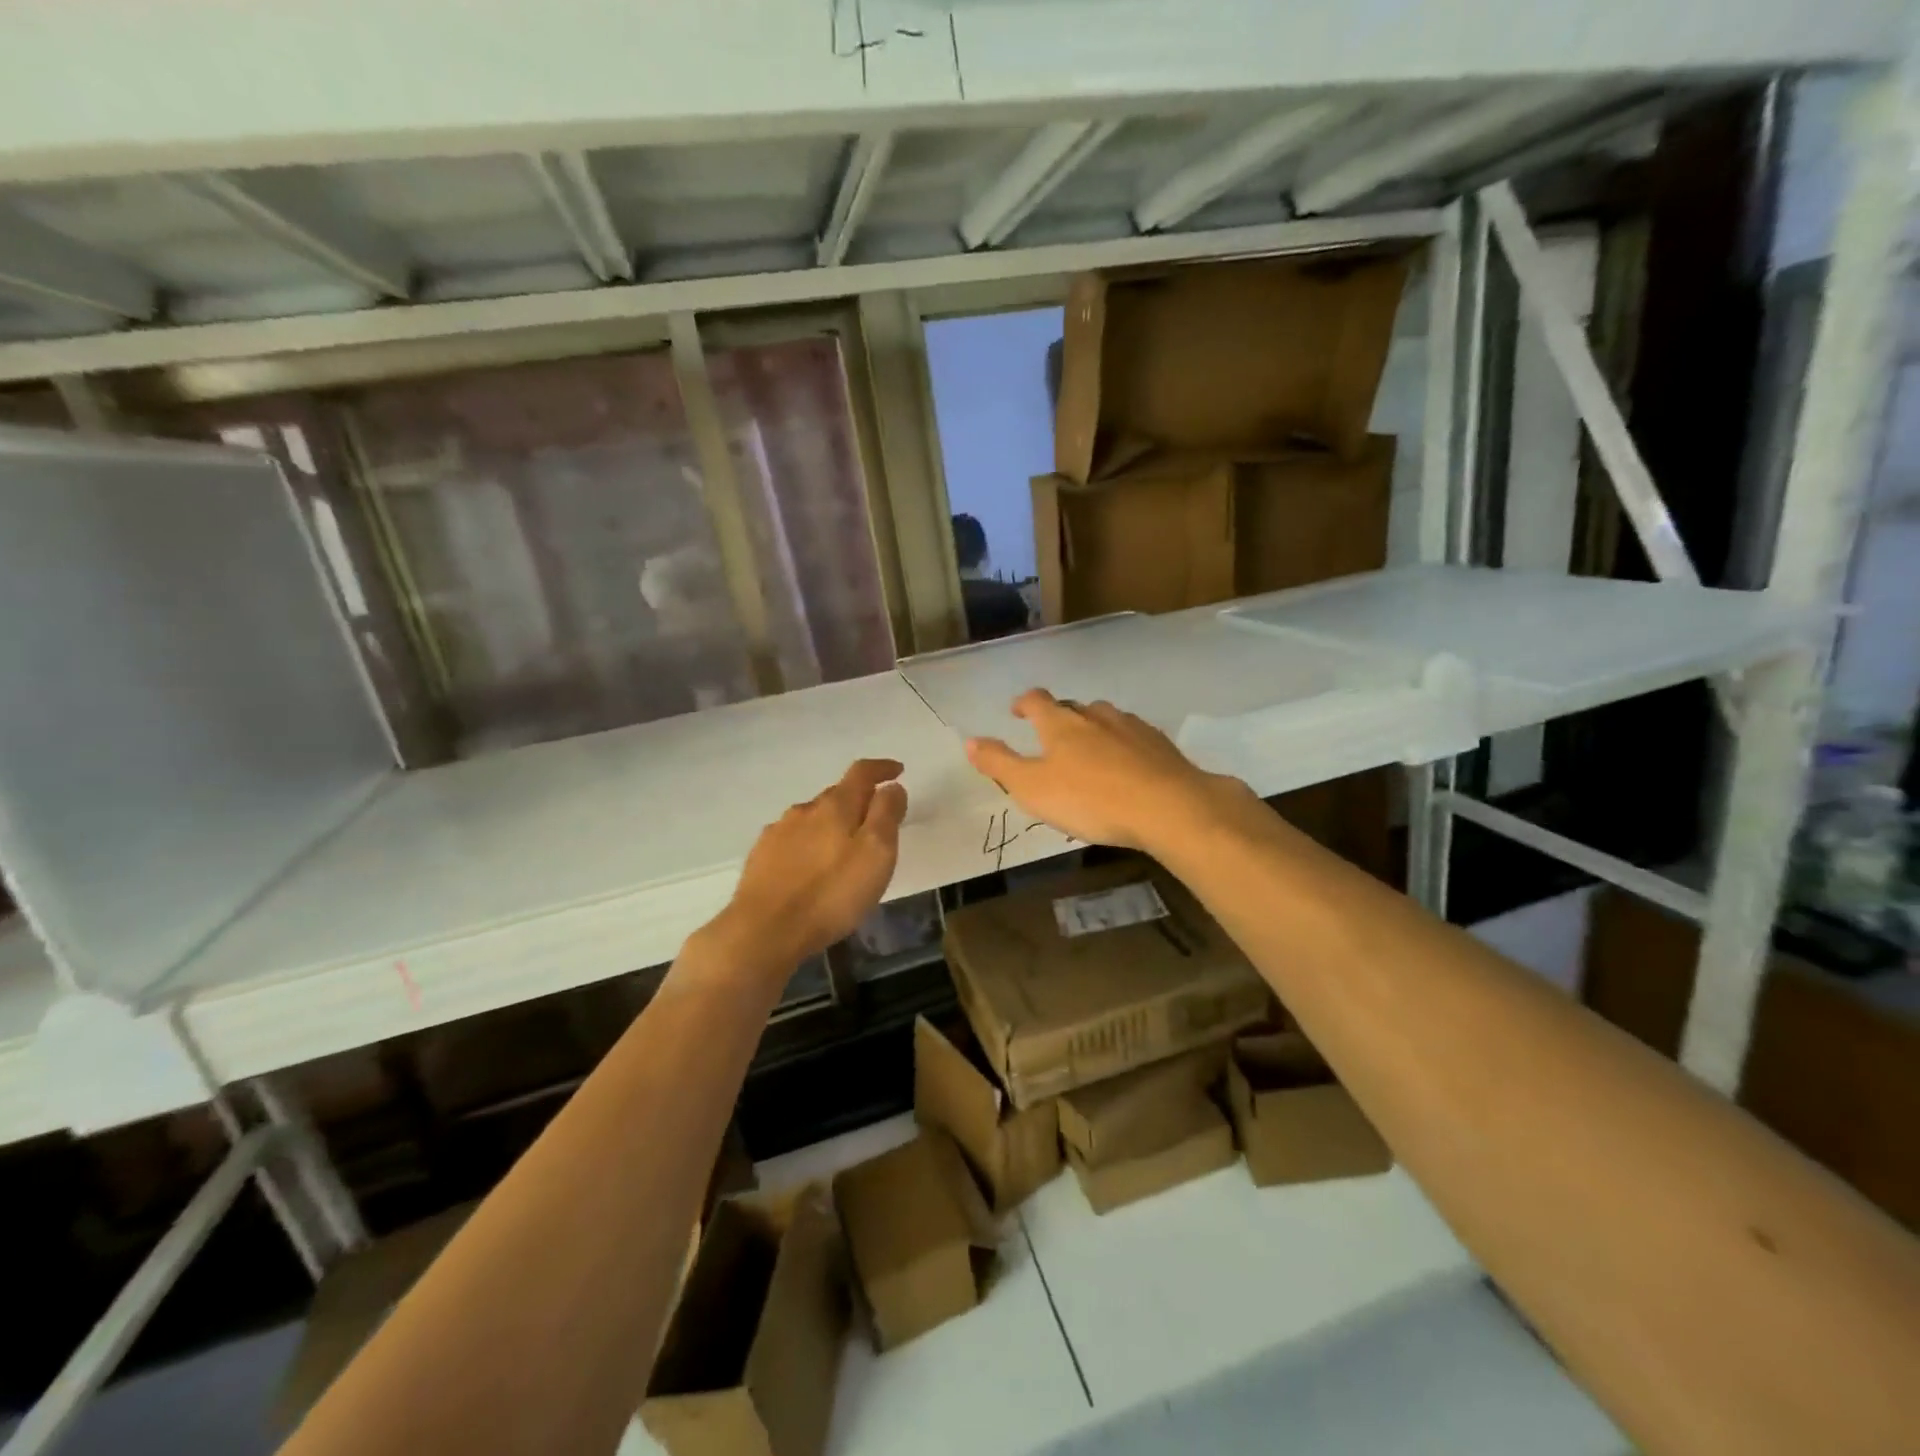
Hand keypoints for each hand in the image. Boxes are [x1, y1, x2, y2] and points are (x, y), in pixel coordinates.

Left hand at [718, 758, 908, 970]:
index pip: (861, 772)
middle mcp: (804, 810)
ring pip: (812, 818)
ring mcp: (778, 832)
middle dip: (858, 801)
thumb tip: (892, 787)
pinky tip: (811, 867)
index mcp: (835, 806)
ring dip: (831, 824)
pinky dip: (809, 844)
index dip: (882, 768)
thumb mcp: (876, 854)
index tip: (898, 771)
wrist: (763, 931)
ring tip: (844, 848)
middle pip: (836, 795)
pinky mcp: (760, 857)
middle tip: (875, 821)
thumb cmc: (831, 893)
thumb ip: (886, 815)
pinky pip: (792, 840)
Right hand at [965, 690, 1249, 852]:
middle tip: (1052, 739)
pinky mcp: (1160, 744)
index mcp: (1060, 724)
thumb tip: (969, 740)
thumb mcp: (1031, 788)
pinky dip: (1124, 744)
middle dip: (1059, 718)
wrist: (1168, 807)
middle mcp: (1095, 715)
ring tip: (1090, 751)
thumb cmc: (1090, 799)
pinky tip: (1127, 765)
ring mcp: (1131, 726)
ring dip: (1093, 729)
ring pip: (1105, 718)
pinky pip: (1134, 736)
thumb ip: (999, 763)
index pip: (1036, 700)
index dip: (1024, 703)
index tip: (1017, 712)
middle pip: (1072, 707)